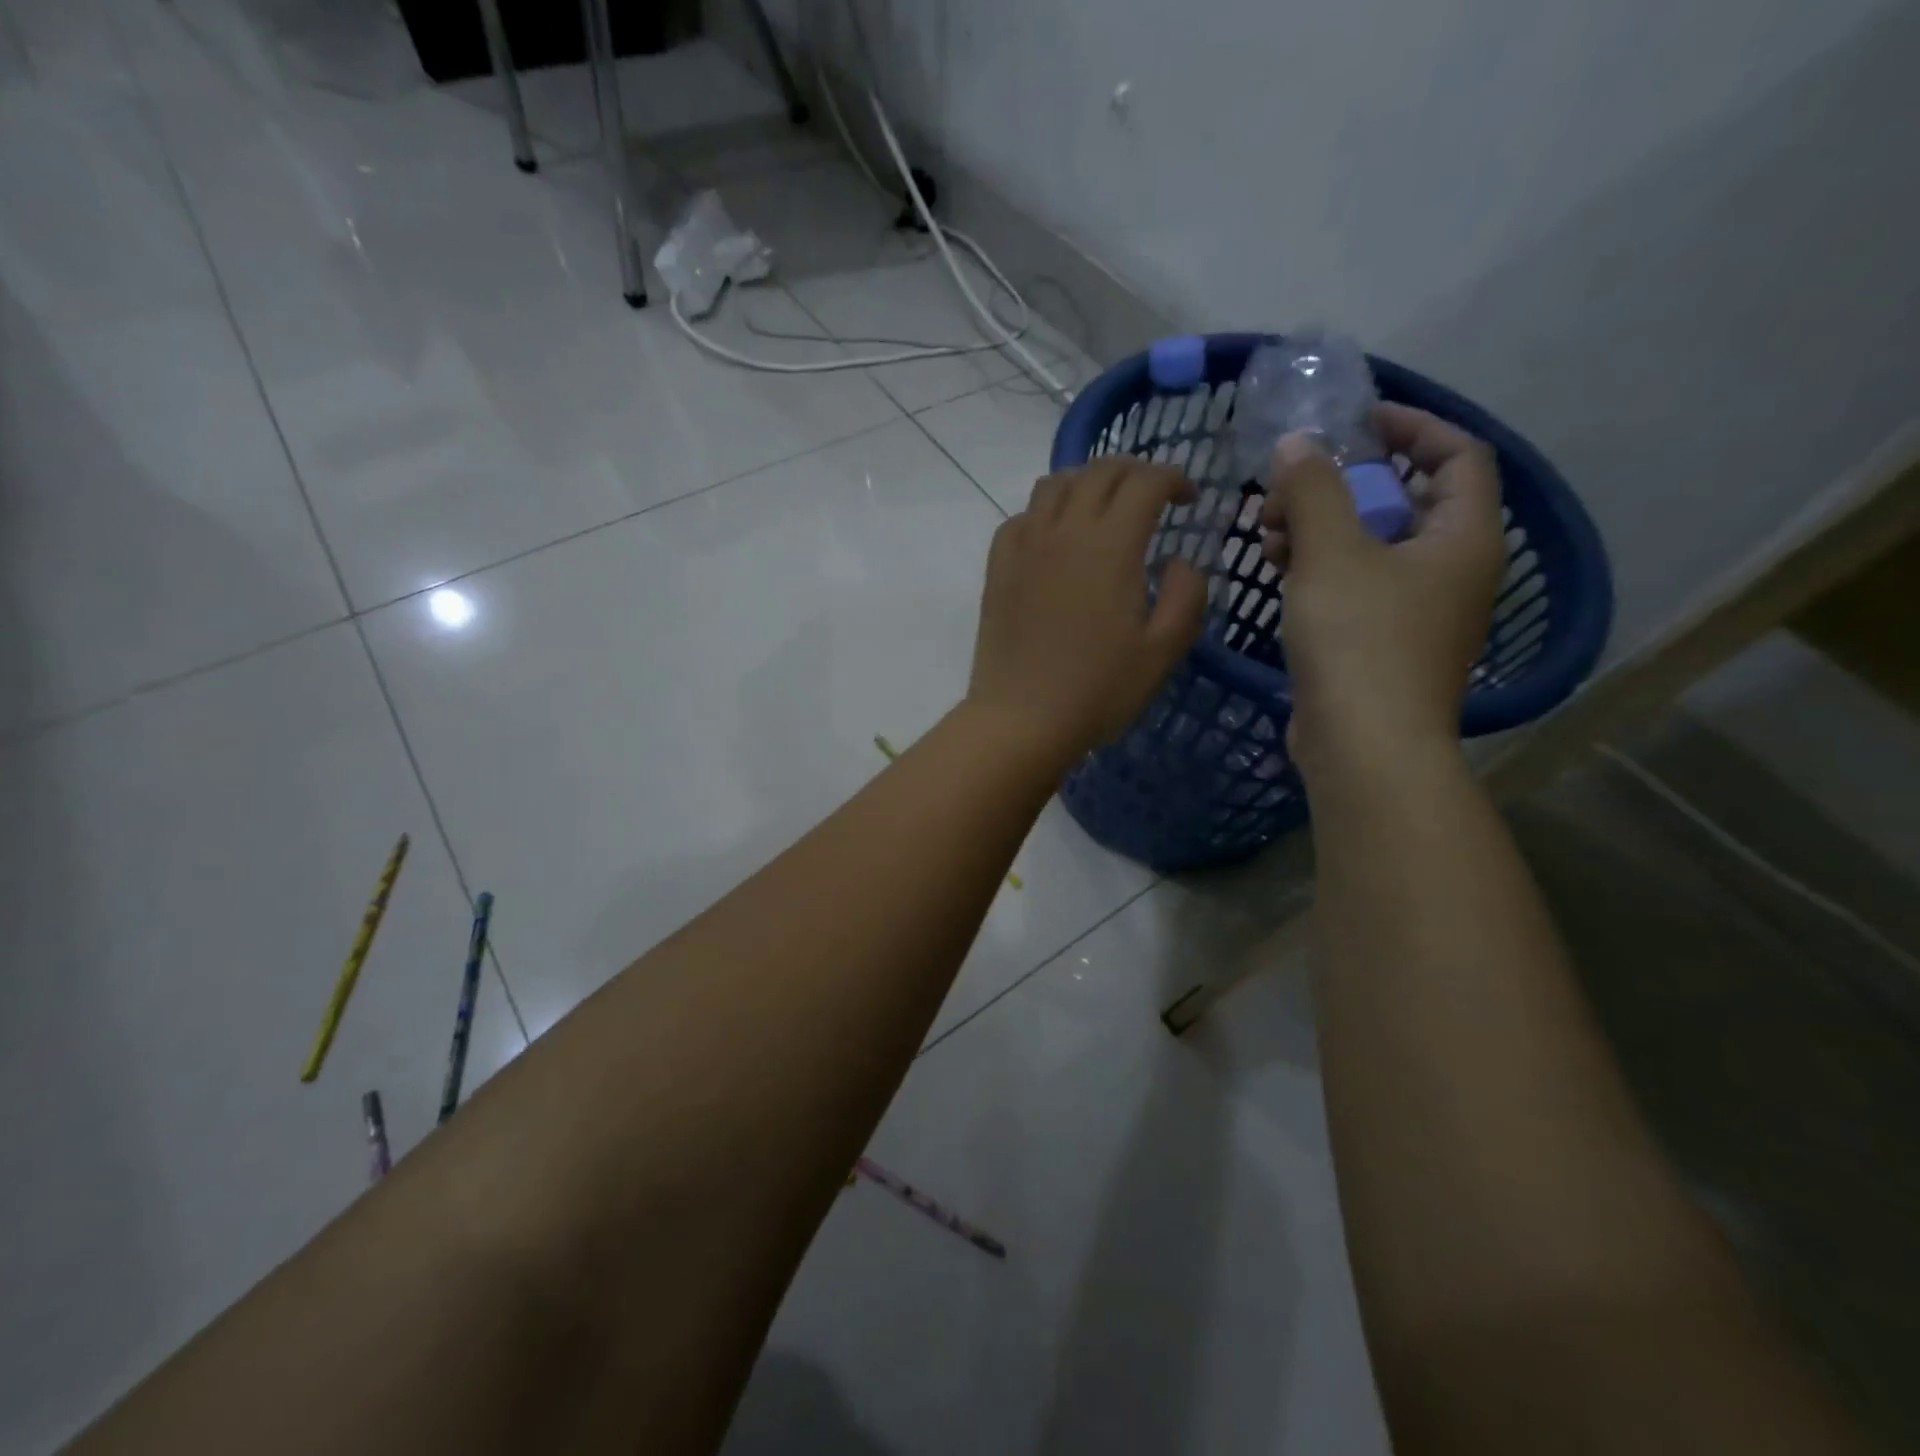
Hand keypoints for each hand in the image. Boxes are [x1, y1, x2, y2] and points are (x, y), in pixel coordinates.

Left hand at [967, 458, 1206, 763]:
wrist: (1021, 719)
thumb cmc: (1098, 690)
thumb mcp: (1163, 650)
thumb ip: (1187, 595)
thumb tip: (1180, 560)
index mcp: (1111, 544)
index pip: (1145, 481)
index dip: (1174, 478)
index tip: (1189, 500)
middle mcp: (1064, 529)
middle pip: (1100, 471)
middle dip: (1135, 472)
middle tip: (1152, 497)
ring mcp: (1024, 545)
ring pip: (1055, 484)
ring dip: (1086, 482)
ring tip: (1103, 509)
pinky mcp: (998, 567)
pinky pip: (1020, 517)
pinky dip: (1045, 513)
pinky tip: (1055, 539)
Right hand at [1261, 403, 1504, 777]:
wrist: (1364, 744)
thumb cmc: (1359, 639)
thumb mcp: (1330, 552)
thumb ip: (1312, 489)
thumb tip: (1297, 442)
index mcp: (1464, 536)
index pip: (1456, 454)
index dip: (1410, 426)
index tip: (1353, 422)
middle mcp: (1452, 569)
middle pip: (1405, 500)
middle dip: (1343, 484)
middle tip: (1289, 486)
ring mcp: (1418, 610)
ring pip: (1372, 546)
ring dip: (1322, 527)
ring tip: (1268, 531)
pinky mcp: (1382, 643)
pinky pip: (1356, 585)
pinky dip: (1320, 568)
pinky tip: (1276, 568)